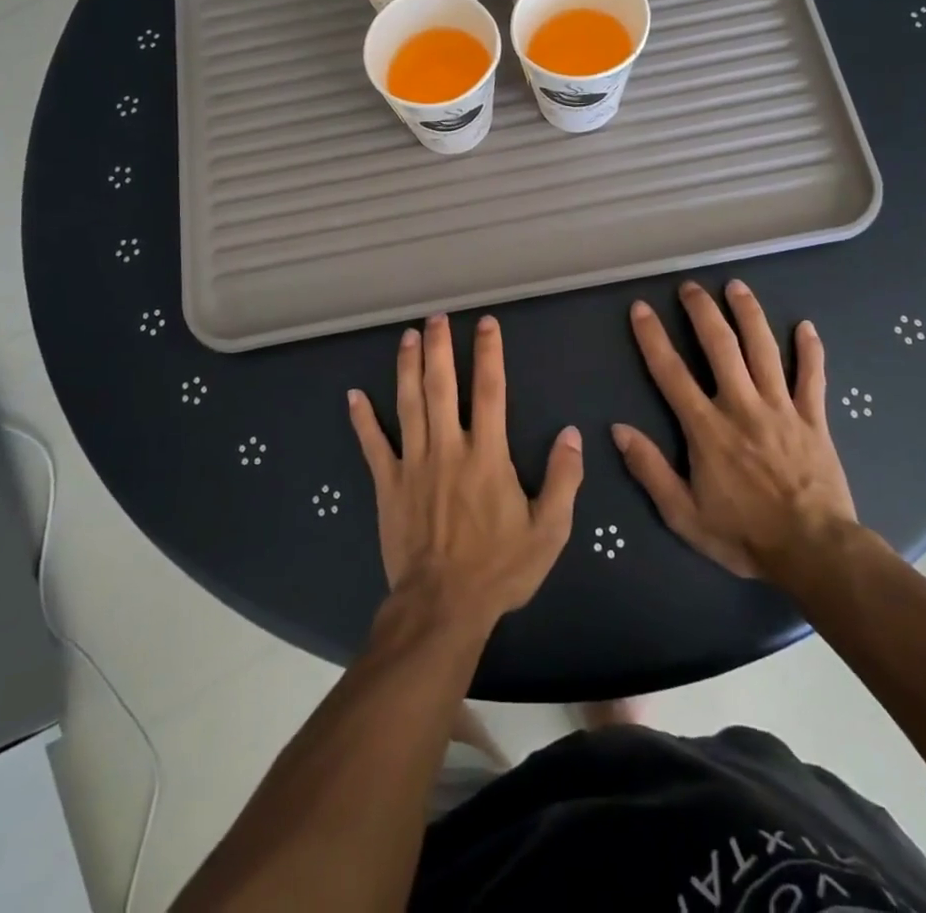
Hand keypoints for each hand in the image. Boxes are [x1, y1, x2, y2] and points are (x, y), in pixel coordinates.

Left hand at [349, 314, 583, 630]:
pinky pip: (373, 445)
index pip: (490, 391)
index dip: (489, 353)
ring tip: (406, 337)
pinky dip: (363, 420)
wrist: (443, 606)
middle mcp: (448, 448)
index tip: (486, 323)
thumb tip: (571, 435)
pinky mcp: (388, 484)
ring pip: (408, 404)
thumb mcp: (548, 531)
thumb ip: (563, 479)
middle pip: (441, 386)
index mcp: (487, 455)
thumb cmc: (499, 569)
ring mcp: (414, 463)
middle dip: (439, 348)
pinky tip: (353, 395)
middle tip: (436, 318)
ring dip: (406, 367)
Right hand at [613, 280, 857, 578]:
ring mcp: (782, 408)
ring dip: (749, 314)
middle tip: (690, 286)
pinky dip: (810, 350)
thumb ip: (650, 470)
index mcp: (707, 428)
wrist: (815, 553)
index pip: (672, 373)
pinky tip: (805, 325)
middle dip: (703, 311)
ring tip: (736, 286)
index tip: (641, 308)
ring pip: (764, 350)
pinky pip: (812, 376)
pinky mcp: (814, 419)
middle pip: (721, 347)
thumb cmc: (744, 535)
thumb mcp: (683, 514)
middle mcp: (742, 406)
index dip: (653, 337)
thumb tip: (618, 430)